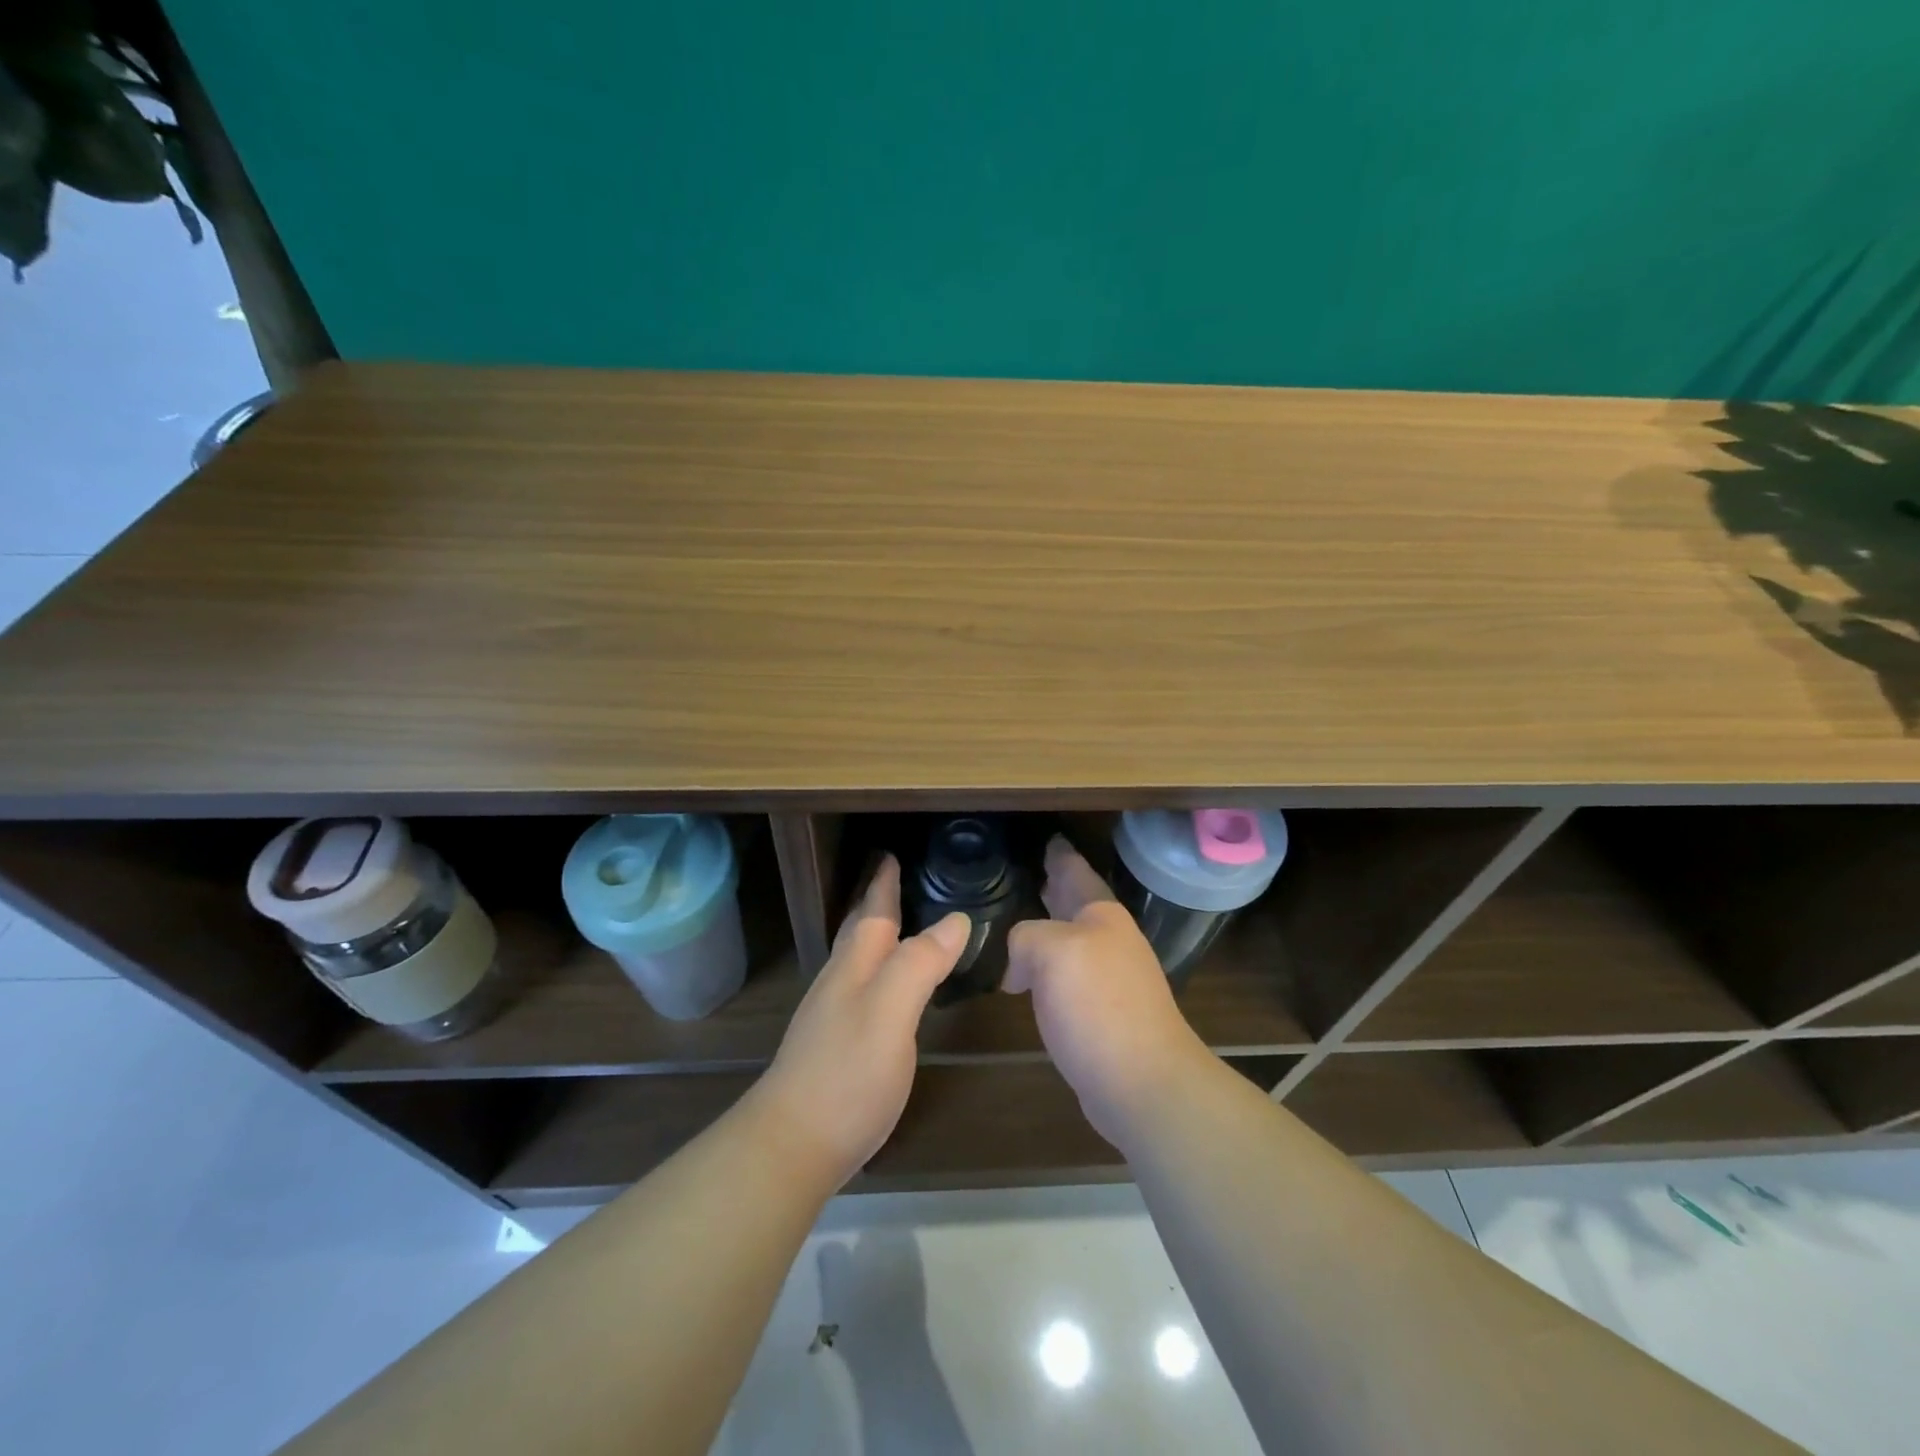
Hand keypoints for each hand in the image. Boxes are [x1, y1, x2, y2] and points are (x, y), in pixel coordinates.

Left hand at [748, 856, 967, 1189]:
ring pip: (858, 961)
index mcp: (855, 966)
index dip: (884, 884)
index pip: (874, 913)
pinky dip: (880, 973)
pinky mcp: (836, 1048)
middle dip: (876, 904)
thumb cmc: (846, 1072)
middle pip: (860, 932)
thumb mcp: (891, 1011)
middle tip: (894, 880)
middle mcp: (840, 983)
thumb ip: (921, 963)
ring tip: (898, 926)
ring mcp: (833, 1017)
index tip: (891, 855)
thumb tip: (956, 919)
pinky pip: (863, 990)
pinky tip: (888, 990)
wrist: (792, 1146)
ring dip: (877, 936)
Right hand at [1005, 837, 1212, 1145]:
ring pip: (1070, 940)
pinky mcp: (1100, 1014)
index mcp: (1101, 915)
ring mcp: (1108, 979)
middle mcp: (1108, 941)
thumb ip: (1025, 937)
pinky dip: (1045, 968)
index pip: (1076, 872)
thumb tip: (1018, 967)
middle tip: (1031, 870)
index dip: (1060, 855)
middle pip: (1076, 904)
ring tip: (1020, 918)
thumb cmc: (1098, 1005)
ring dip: (1048, 927)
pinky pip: (1065, 975)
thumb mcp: (1051, 951)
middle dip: (1055, 887)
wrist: (1142, 1082)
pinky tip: (1025, 978)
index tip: (1048, 838)